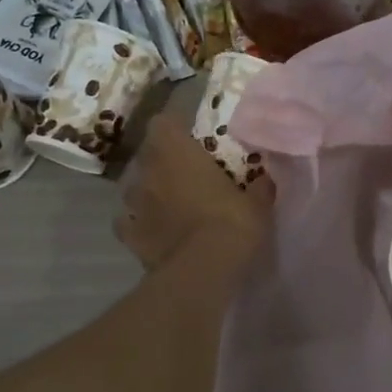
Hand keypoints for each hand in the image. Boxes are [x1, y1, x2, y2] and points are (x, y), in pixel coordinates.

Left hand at [114, 113, 274, 271]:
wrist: (204, 269)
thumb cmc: (232, 221)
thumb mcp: (257, 202)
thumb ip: (258, 185)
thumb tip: (264, 178)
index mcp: (177, 151)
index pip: (162, 122)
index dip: (173, 128)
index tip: (188, 138)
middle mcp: (150, 171)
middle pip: (147, 155)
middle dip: (161, 161)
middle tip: (183, 173)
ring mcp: (134, 204)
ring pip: (134, 188)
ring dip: (148, 192)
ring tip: (167, 204)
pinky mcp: (129, 236)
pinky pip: (127, 224)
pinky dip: (137, 225)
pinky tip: (153, 233)